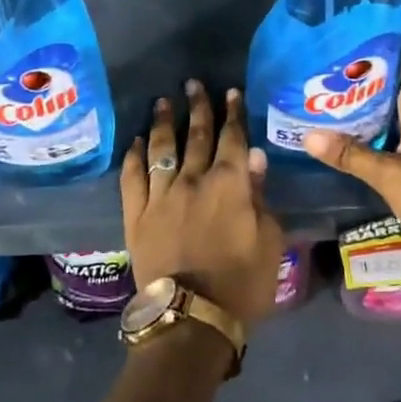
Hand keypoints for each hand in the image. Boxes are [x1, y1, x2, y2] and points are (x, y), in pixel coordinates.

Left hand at [121, 80, 286, 325]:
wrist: (191, 318)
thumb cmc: (241, 283)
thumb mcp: (269, 241)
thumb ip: (260, 196)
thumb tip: (254, 158)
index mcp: (230, 184)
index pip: (233, 138)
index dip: (233, 113)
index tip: (231, 92)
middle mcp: (193, 180)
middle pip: (197, 135)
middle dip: (198, 107)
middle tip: (194, 83)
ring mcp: (160, 195)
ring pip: (161, 149)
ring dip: (164, 122)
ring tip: (163, 101)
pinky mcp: (136, 215)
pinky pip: (132, 177)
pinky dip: (134, 156)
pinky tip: (136, 142)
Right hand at [302, 64, 400, 280]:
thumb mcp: (390, 175)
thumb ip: (350, 154)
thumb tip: (307, 134)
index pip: (395, 64)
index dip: (366, 58)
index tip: (332, 55)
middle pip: (387, 89)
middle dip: (354, 87)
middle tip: (314, 83)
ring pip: (388, 114)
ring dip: (359, 113)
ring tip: (318, 106)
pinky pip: (392, 135)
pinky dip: (369, 134)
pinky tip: (342, 140)